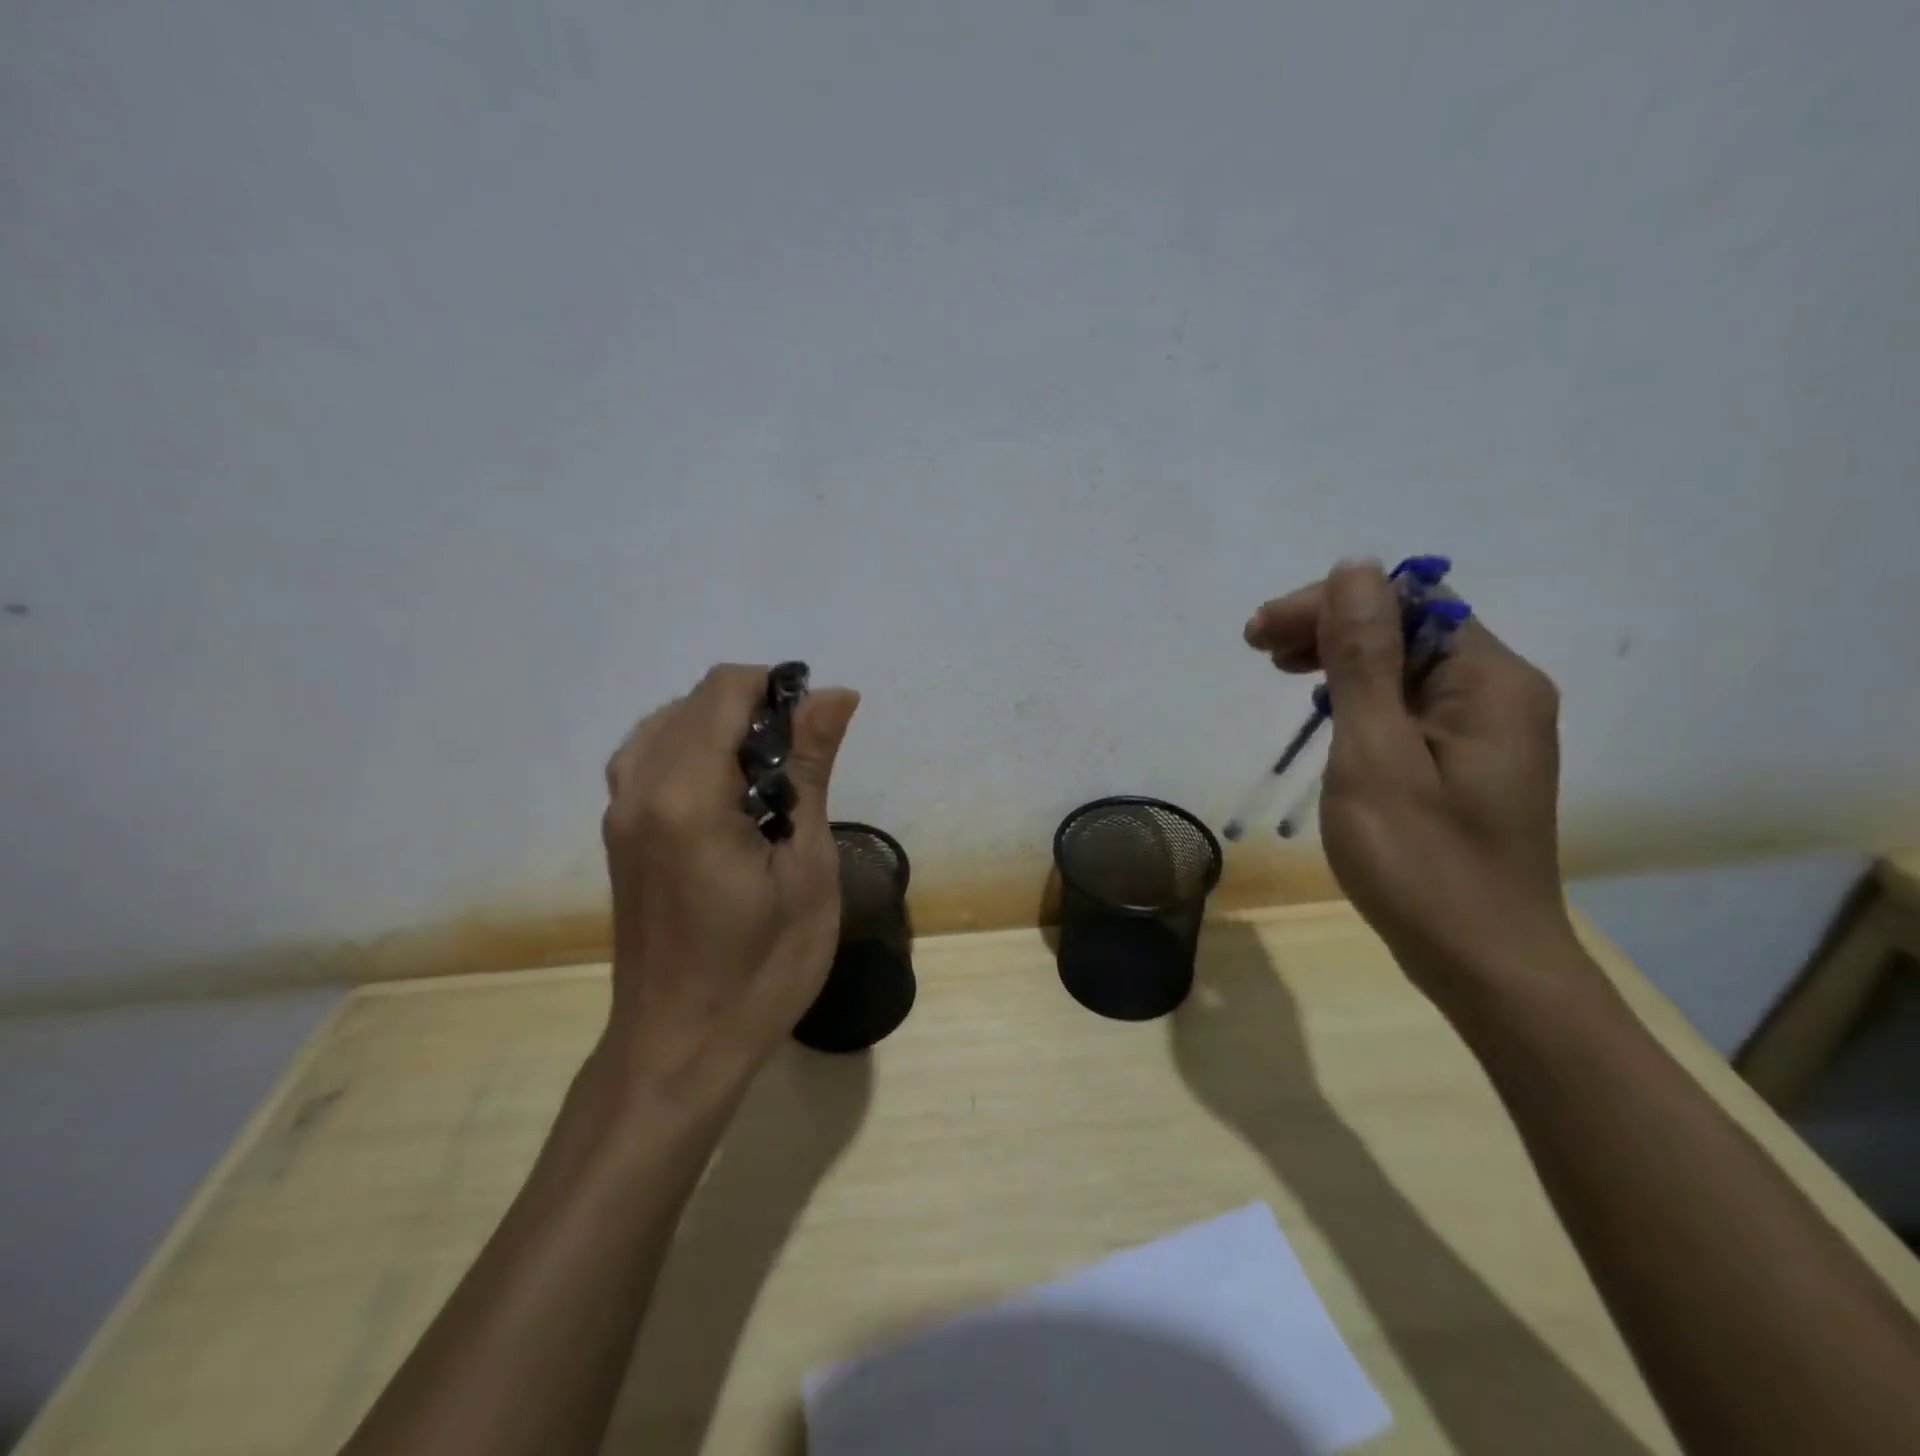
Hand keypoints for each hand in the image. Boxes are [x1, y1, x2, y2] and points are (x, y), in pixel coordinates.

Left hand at [600, 664, 860, 1105]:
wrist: (679, 1047)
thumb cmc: (761, 969)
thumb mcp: (805, 870)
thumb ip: (811, 771)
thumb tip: (835, 694)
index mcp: (688, 796)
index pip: (726, 690)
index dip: (780, 689)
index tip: (820, 730)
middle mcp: (640, 788)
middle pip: (697, 699)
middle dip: (758, 709)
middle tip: (804, 767)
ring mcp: (620, 810)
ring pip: (669, 722)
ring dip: (725, 727)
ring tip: (770, 780)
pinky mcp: (619, 832)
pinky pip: (650, 755)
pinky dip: (693, 748)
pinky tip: (727, 792)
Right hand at [1244, 561, 1576, 994]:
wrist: (1484, 962)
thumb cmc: (1421, 862)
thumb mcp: (1375, 754)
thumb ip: (1364, 659)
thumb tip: (1354, 568)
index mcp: (1490, 680)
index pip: (1406, 602)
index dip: (1328, 604)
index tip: (1259, 634)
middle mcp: (1501, 690)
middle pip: (1407, 626)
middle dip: (1328, 626)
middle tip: (1258, 649)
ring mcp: (1489, 727)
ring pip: (1405, 664)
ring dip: (1339, 657)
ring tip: (1279, 669)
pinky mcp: (1469, 758)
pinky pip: (1411, 702)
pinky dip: (1360, 695)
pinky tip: (1325, 710)